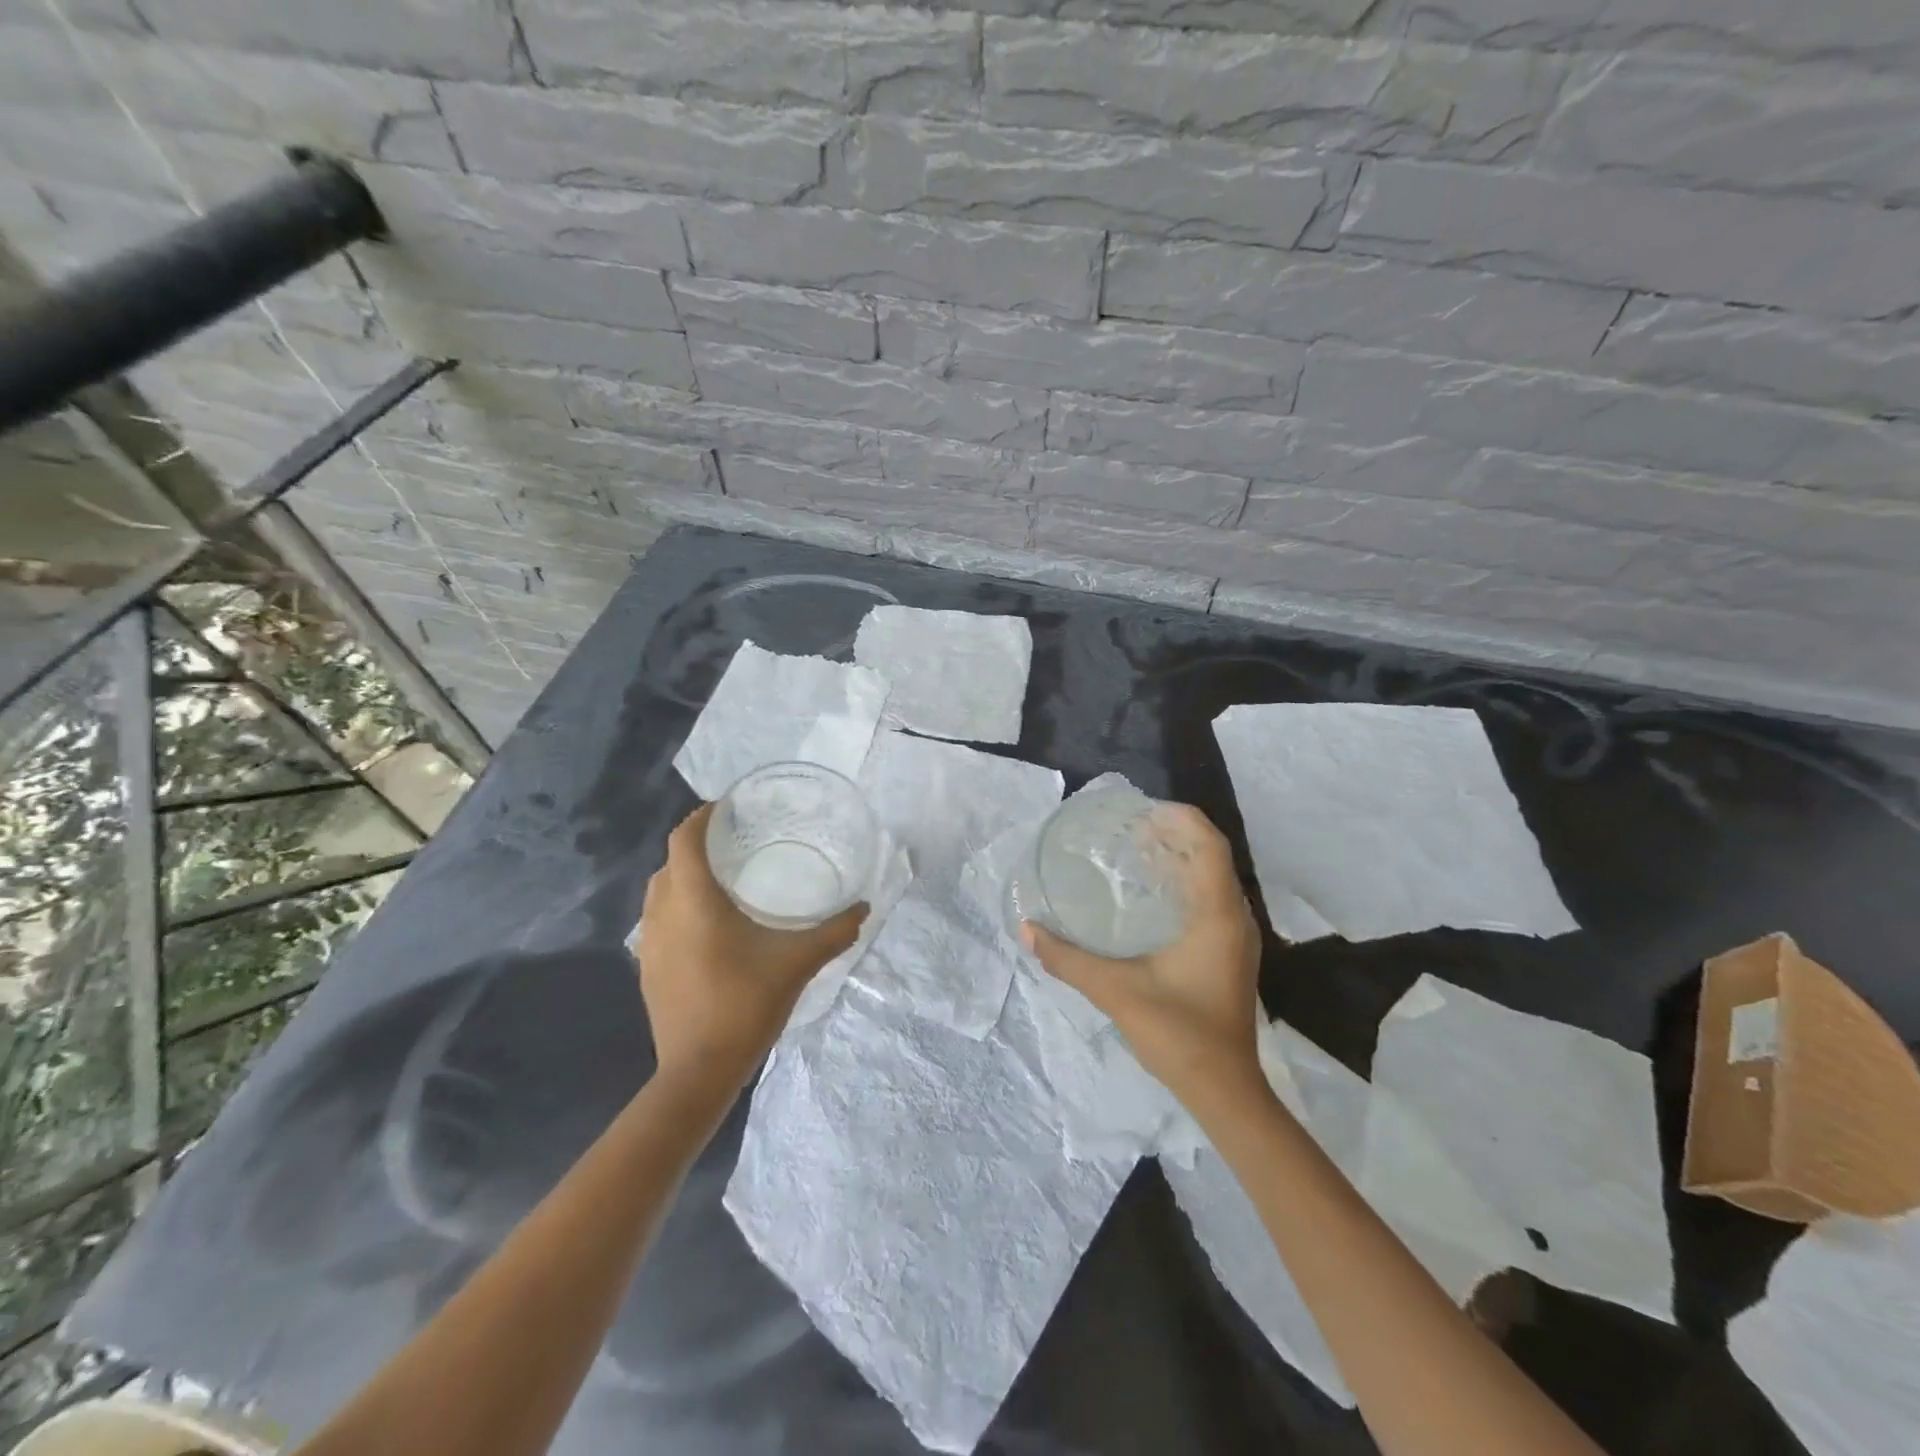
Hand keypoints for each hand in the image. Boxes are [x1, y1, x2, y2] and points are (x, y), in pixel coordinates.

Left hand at [634, 803, 866, 1090]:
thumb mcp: (797, 963)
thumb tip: (864, 908)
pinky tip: (708, 926)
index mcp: (693, 902)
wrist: (698, 1072)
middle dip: (696, 845)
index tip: (727, 807)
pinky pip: (658, 920)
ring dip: (683, 876)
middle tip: (734, 842)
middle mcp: (663, 914)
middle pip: (670, 863)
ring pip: (659, 892)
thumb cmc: (745, 1005)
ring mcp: (649, 944)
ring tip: (721, 879)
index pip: (684, 840)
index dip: (701, 817)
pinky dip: (677, 906)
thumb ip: (834, 932)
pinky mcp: (648, 968)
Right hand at [1022, 802, 1264, 1107]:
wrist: (1223, 1089)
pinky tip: (1154, 896)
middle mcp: (1235, 918)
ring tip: (1139, 853)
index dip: (1180, 818)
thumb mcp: (1116, 990)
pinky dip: (1187, 883)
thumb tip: (1026, 929)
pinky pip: (1213, 899)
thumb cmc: (1177, 1032)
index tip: (1142, 813)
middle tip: (1132, 829)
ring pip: (1215, 878)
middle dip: (1176, 833)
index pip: (1208, 845)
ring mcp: (1238, 939)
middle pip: (1213, 855)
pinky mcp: (1231, 955)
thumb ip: (1068, 959)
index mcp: (1217, 916)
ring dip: (1183, 858)